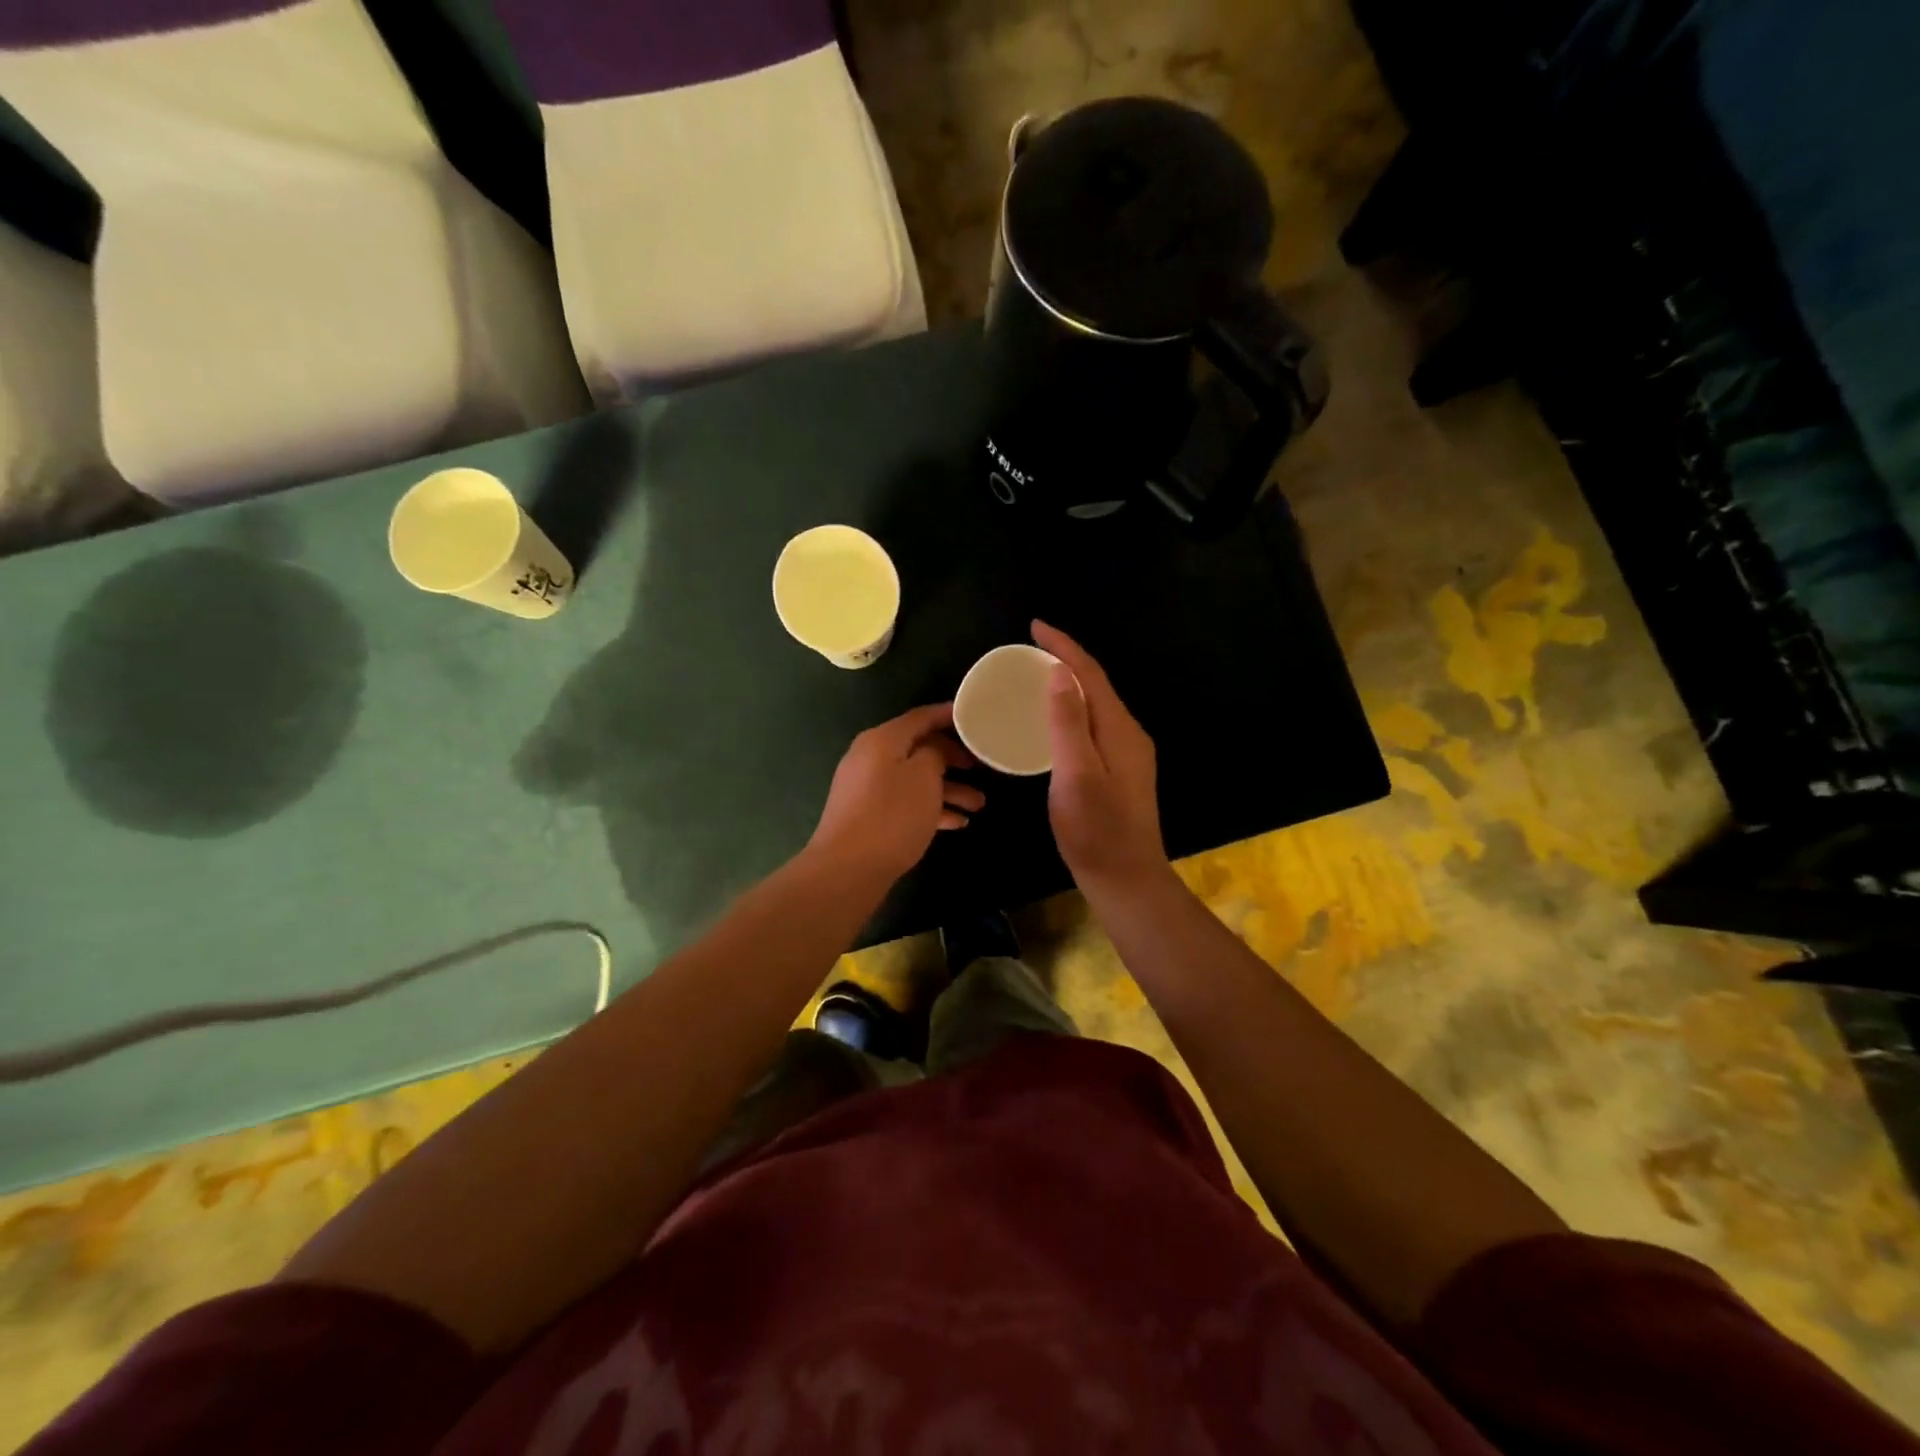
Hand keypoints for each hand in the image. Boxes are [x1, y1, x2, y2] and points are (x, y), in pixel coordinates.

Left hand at [809, 702, 984, 881]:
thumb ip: (935, 753)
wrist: (848, 868)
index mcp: (882, 740)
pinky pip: (906, 802)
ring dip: (948, 789)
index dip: (948, 715)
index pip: (921, 717)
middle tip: (981, 767)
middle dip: (953, 758)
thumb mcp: (924, 776)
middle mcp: (871, 758)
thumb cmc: (892, 815)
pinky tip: (958, 823)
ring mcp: (867, 788)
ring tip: (979, 804)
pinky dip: (931, 808)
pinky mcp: (869, 816)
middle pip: (918, 748)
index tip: (975, 718)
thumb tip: (933, 751)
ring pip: (915, 779)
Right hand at [1034, 620, 1167, 890]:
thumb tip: (1058, 674)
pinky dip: (1070, 710)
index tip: (1034, 626)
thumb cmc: (1096, 831)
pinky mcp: (1119, 770)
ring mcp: (1127, 753)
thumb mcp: (1076, 775)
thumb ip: (1069, 723)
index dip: (1063, 647)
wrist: (1127, 879)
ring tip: (1035, 676)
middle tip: (1029, 649)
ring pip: (1095, 705)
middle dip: (1065, 659)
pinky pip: (1092, 724)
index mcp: (1119, 729)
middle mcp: (1128, 734)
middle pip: (1095, 685)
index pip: (1090, 674)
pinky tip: (1052, 721)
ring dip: (1067, 684)